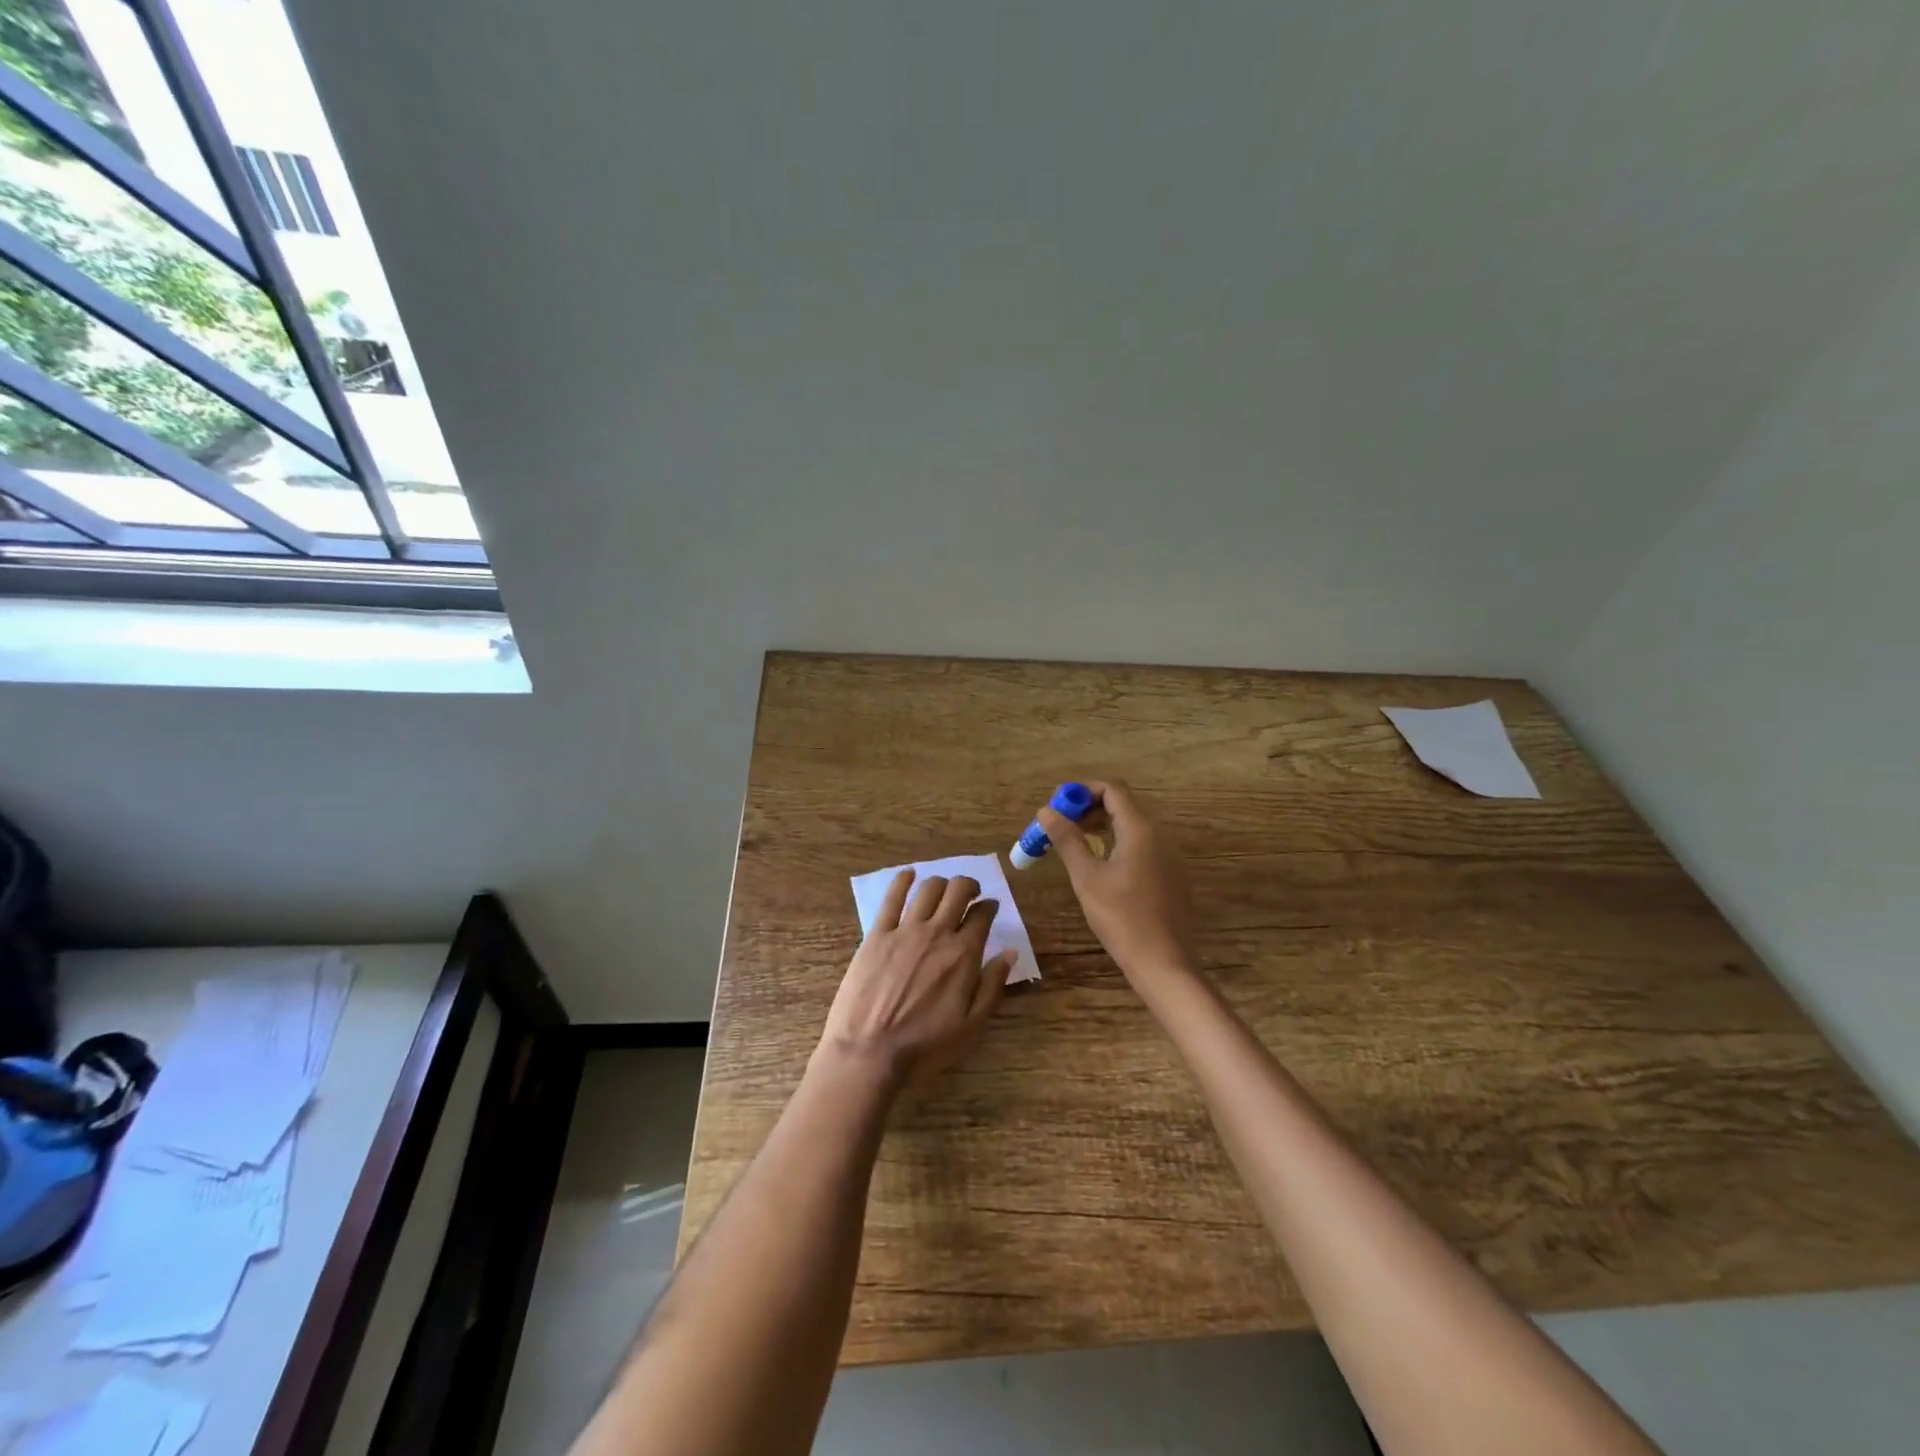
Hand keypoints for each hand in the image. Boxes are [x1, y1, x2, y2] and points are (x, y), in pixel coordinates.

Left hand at [818, 871, 1015, 1091]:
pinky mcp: (876, 934)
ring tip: (943, 889)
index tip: (989, 908)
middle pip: (957, 890)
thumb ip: (993, 985)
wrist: (870, 1052)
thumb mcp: (972, 1025)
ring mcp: (904, 930)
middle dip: (968, 886)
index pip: (982, 915)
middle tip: (969, 893)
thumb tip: (1010, 952)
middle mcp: (937, 933)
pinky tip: (908, 875)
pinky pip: (891, 897)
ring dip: (941, 882)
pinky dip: (903, 881)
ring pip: (928, 888)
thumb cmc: (925, 1045)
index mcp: (963, 954)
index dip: (989, 907)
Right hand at [1038, 779, 1197, 986]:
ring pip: (1132, 826)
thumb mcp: (1086, 877)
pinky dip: (1117, 843)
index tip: (1057, 807)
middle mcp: (1159, 835)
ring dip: (1101, 826)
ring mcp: (1168, 856)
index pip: (1112, 789)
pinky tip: (1100, 866)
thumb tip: (1045, 811)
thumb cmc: (1121, 917)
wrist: (1163, 962)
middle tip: (1059, 827)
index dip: (1082, 791)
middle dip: (1088, 808)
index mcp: (1141, 829)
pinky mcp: (1170, 875)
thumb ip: (1067, 839)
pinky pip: (1141, 845)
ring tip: (1073, 844)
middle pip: (1123, 804)